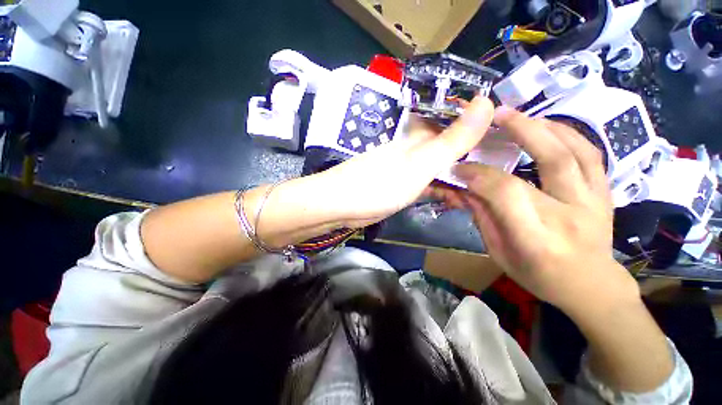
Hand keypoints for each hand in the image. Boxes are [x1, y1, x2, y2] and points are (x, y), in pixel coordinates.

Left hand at [314, 96, 493, 227]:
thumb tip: (486, 100)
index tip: (508, 140)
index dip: (482, 128)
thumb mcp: (421, 162)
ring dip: (460, 177)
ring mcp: (407, 170)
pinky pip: (428, 186)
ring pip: (441, 169)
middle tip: (503, 171)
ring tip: (487, 188)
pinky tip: (458, 199)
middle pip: (451, 148)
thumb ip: (453, 138)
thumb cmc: (381, 184)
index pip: (458, 124)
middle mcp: (415, 150)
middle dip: (475, 157)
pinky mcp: (401, 188)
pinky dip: (443, 191)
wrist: (343, 205)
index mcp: (421, 137)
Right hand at [448, 107, 638, 314]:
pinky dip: (569, 134)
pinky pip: (591, 155)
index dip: (479, 175)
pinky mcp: (606, 194)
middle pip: (550, 161)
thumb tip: (465, 186)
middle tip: (495, 115)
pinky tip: (548, 125)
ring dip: (545, 126)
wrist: (590, 285)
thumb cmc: (537, 275)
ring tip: (518, 115)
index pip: (506, 193)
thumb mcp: (498, 251)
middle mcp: (570, 215)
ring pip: (575, 152)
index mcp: (537, 237)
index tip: (460, 166)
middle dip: (520, 131)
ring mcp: (595, 202)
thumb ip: (482, 215)